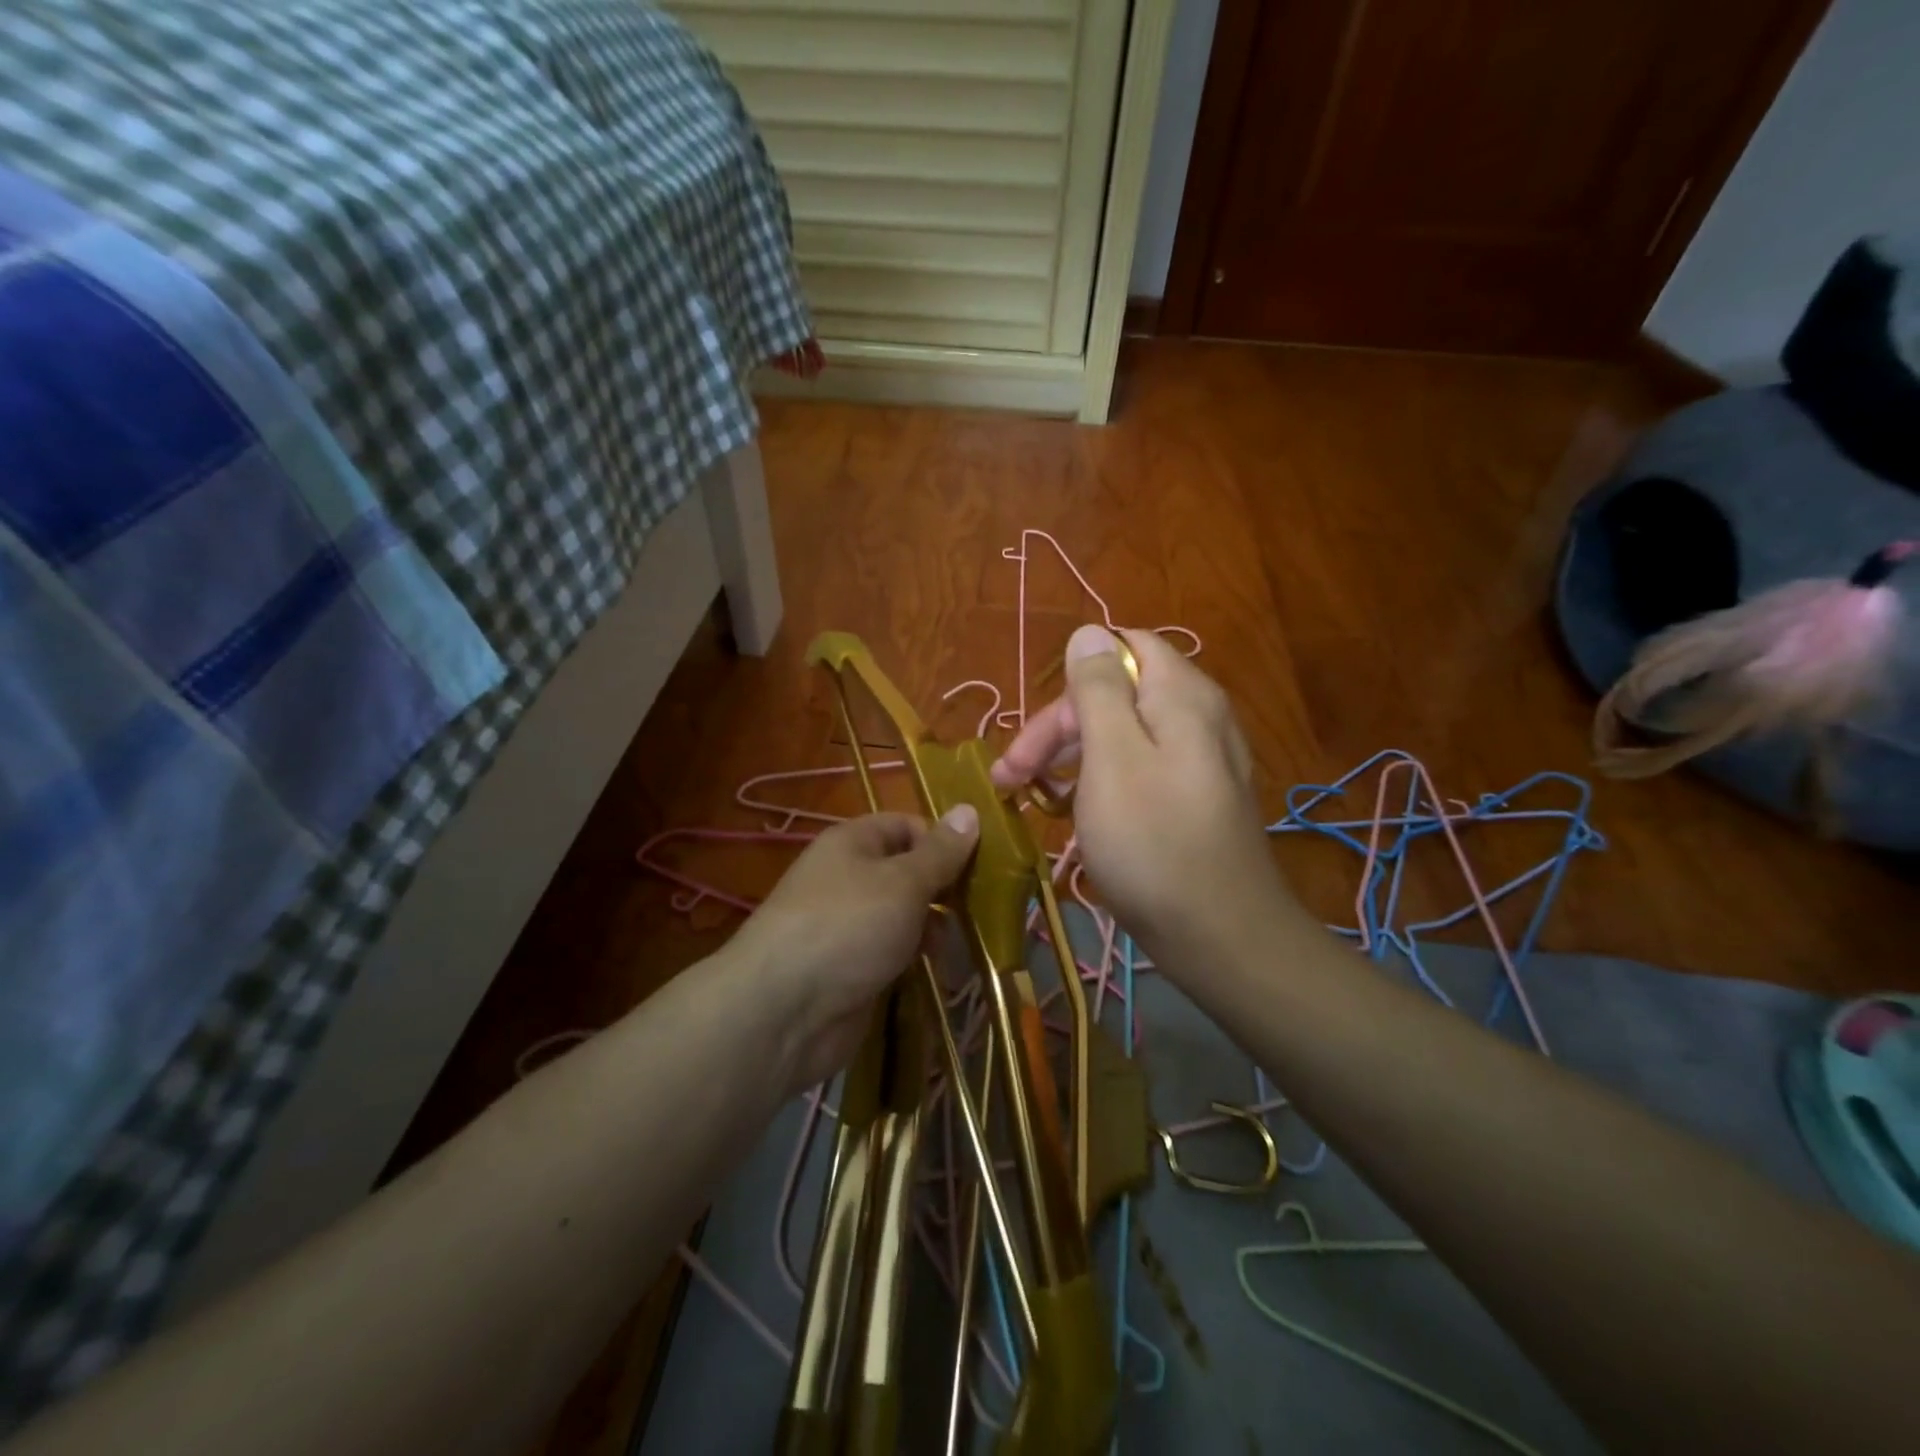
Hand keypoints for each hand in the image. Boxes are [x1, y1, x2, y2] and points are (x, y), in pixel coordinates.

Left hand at [731, 809, 978, 1091]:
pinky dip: (918, 960)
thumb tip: (970, 809)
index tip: (982, 864)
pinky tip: (942, 974)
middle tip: (983, 909)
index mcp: (854, 843)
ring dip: (936, 929)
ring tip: (961, 948)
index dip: (943, 839)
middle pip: (909, 872)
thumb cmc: (848, 927)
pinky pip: (895, 953)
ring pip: (905, 916)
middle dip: (946, 889)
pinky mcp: (854, 969)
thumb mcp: (903, 881)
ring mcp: (851, 926)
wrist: (783, 1012)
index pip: (907, 825)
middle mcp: (850, 878)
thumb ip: (940, 852)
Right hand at [990, 624, 1285, 976]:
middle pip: (1116, 695)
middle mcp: (1196, 717)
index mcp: (1181, 695)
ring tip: (1030, 798)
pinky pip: (1138, 771)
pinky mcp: (1192, 799)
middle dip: (1058, 729)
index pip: (1122, 647)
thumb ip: (1100, 689)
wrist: (1219, 936)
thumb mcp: (1113, 757)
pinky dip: (1099, 784)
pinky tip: (1073, 815)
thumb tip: (1089, 631)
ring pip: (1122, 736)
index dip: (1073, 681)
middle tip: (1011, 777)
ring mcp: (1198, 761)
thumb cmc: (1153, 842)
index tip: (1038, 731)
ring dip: (1070, 759)